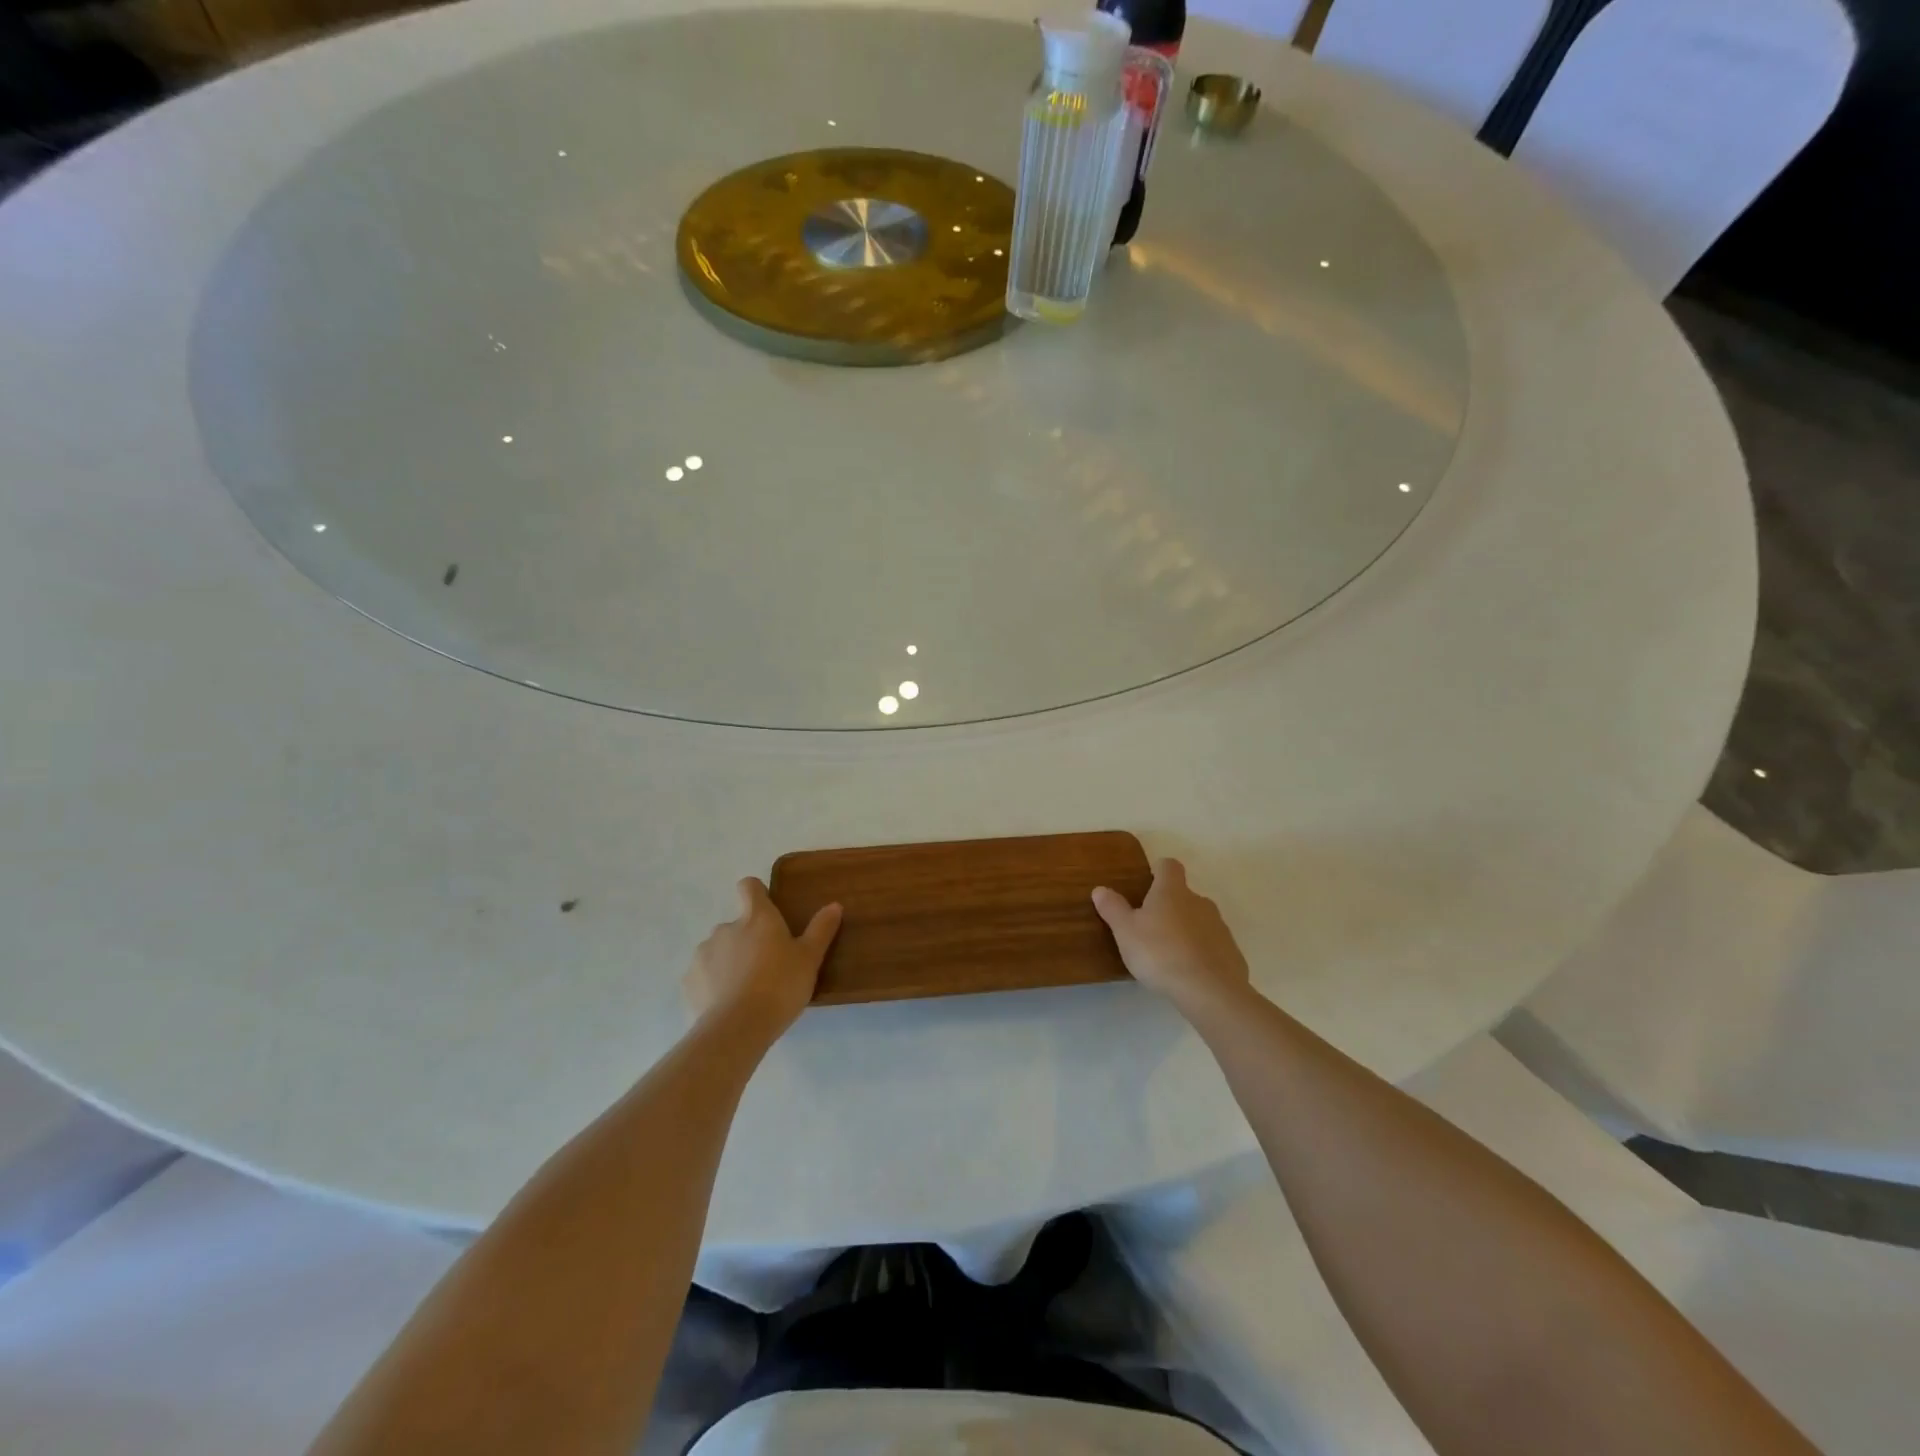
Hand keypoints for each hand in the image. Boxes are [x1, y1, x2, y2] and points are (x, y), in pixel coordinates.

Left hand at [683, 879, 841, 1042]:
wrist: (737, 1028)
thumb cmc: (780, 985)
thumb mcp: (810, 959)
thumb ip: (821, 930)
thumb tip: (834, 905)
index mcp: (756, 918)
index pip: (749, 887)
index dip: (757, 894)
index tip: (768, 911)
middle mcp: (726, 928)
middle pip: (736, 924)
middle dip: (748, 939)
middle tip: (767, 965)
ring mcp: (703, 953)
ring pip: (718, 950)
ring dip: (730, 961)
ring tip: (746, 989)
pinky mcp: (689, 981)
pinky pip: (704, 976)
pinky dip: (713, 984)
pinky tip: (727, 1004)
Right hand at [1093, 858, 1249, 1015]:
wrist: (1209, 991)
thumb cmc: (1160, 953)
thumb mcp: (1125, 932)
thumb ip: (1113, 908)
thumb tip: (1100, 889)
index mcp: (1172, 891)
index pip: (1169, 866)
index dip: (1158, 871)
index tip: (1148, 884)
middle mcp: (1199, 902)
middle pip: (1184, 895)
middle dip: (1169, 907)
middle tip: (1150, 929)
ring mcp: (1220, 927)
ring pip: (1199, 921)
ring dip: (1186, 931)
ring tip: (1168, 956)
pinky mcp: (1232, 953)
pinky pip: (1212, 946)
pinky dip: (1201, 954)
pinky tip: (1189, 974)